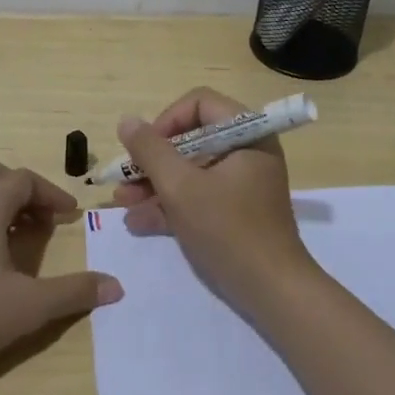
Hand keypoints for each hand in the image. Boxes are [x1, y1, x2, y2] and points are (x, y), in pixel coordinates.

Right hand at [112, 87, 316, 314]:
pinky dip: (172, 204)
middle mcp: (247, 151)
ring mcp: (242, 182)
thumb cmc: (228, 230)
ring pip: (191, 170)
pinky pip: (200, 195)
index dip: (166, 121)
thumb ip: (150, 151)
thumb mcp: (181, 188)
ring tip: (121, 203)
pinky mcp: (236, 211)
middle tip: (124, 179)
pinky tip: (138, 222)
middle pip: (191, 139)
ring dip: (155, 185)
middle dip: (153, 160)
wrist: (272, 291)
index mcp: (246, 133)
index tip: (144, 149)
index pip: (200, 103)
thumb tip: (127, 121)